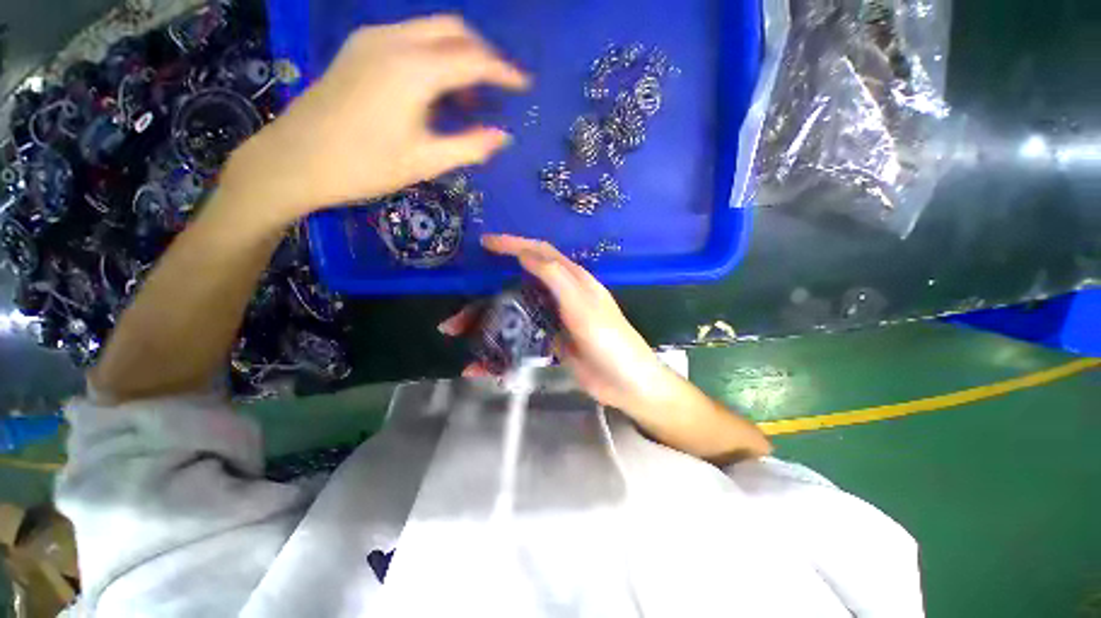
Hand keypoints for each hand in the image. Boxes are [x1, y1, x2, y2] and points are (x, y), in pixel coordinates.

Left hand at [223, 15, 529, 229]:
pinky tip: (436, 90)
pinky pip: (409, 39)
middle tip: (498, 86)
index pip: (473, 59)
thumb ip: (469, 146)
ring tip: (470, 97)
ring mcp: (372, 40)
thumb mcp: (425, 162)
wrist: (294, 160)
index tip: (525, 84)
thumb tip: (504, 136)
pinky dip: (433, 57)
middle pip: (453, 30)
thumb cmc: (364, 166)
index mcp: (413, 70)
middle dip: (482, 54)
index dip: (504, 72)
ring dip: (457, 56)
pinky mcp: (359, 49)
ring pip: (430, 31)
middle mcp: (394, 41)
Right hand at [440, 234, 677, 414]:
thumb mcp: (584, 306)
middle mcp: (561, 297)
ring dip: (487, 324)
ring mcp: (555, 321)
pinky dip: (501, 351)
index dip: (513, 244)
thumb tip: (526, 253)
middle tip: (459, 308)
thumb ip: (556, 278)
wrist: (626, 384)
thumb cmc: (610, 341)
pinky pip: (521, 341)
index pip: (540, 253)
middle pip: (519, 287)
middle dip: (486, 295)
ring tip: (459, 336)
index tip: (485, 243)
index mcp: (573, 281)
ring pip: (515, 314)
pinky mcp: (551, 343)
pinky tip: (484, 366)